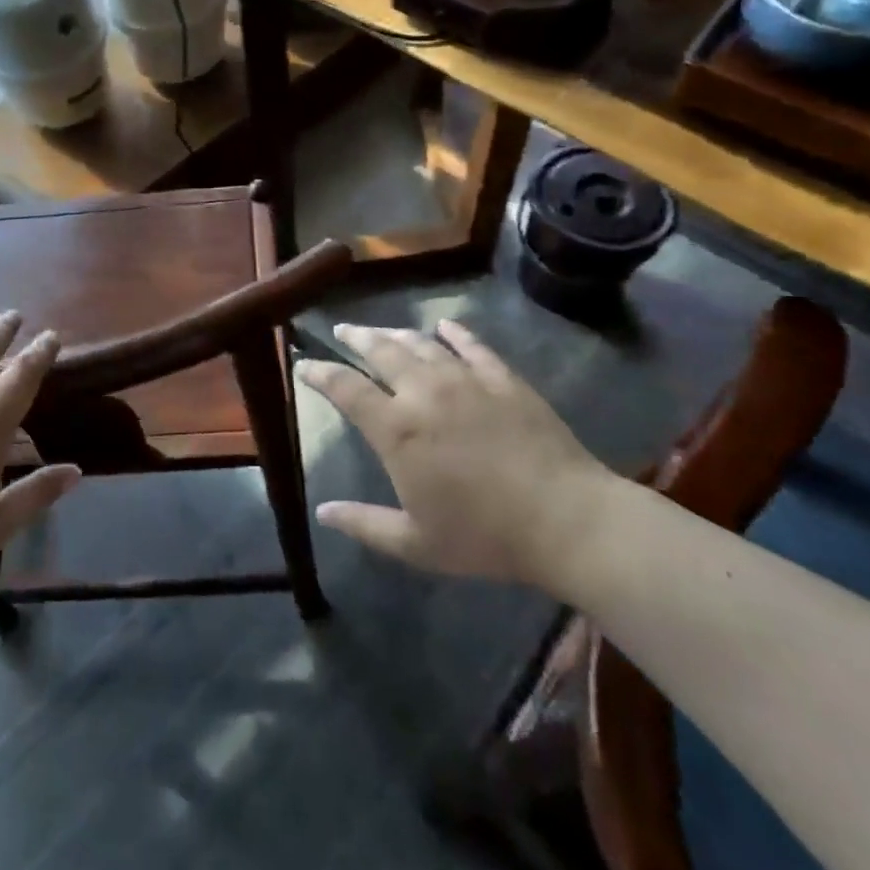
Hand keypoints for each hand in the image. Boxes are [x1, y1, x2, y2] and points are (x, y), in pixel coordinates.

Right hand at [298, 320, 619, 589]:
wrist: (565, 519)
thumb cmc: (484, 536)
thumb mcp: (415, 543)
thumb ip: (364, 524)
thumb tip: (323, 512)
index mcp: (396, 429)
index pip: (345, 388)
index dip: (320, 372)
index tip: (304, 365)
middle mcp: (423, 392)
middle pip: (380, 351)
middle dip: (356, 337)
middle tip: (343, 330)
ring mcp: (465, 379)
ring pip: (421, 344)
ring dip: (396, 334)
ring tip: (382, 331)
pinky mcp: (503, 378)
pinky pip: (472, 345)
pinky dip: (454, 332)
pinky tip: (445, 326)